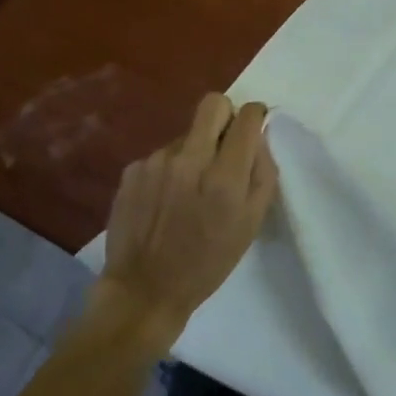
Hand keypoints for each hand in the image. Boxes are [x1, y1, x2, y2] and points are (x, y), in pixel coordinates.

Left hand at [95, 94, 278, 350]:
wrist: (144, 291)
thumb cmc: (207, 264)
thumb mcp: (250, 226)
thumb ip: (262, 175)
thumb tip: (259, 137)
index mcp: (224, 177)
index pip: (246, 117)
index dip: (255, 115)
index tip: (254, 125)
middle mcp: (189, 160)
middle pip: (213, 104)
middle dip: (225, 116)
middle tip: (225, 144)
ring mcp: (156, 162)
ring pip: (186, 135)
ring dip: (194, 151)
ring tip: (189, 189)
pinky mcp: (132, 170)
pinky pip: (162, 156)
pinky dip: (169, 170)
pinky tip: (164, 199)